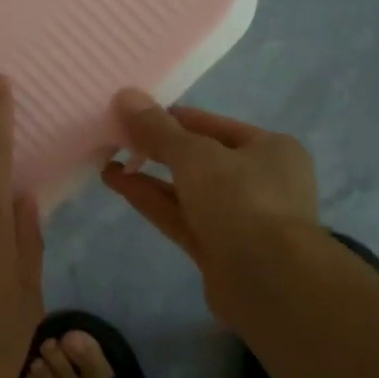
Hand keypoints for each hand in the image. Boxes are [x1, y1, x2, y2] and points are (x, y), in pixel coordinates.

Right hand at [100, 90, 320, 320]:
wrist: (270, 282)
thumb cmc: (242, 201)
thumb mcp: (196, 155)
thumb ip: (158, 129)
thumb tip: (125, 96)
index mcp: (270, 149)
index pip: (213, 126)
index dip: (172, 119)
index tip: (133, 115)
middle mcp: (259, 181)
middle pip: (199, 159)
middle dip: (157, 149)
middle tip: (116, 138)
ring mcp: (239, 218)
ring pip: (186, 190)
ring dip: (148, 176)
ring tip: (108, 161)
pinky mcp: (218, 249)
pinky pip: (180, 216)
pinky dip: (152, 200)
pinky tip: (118, 184)